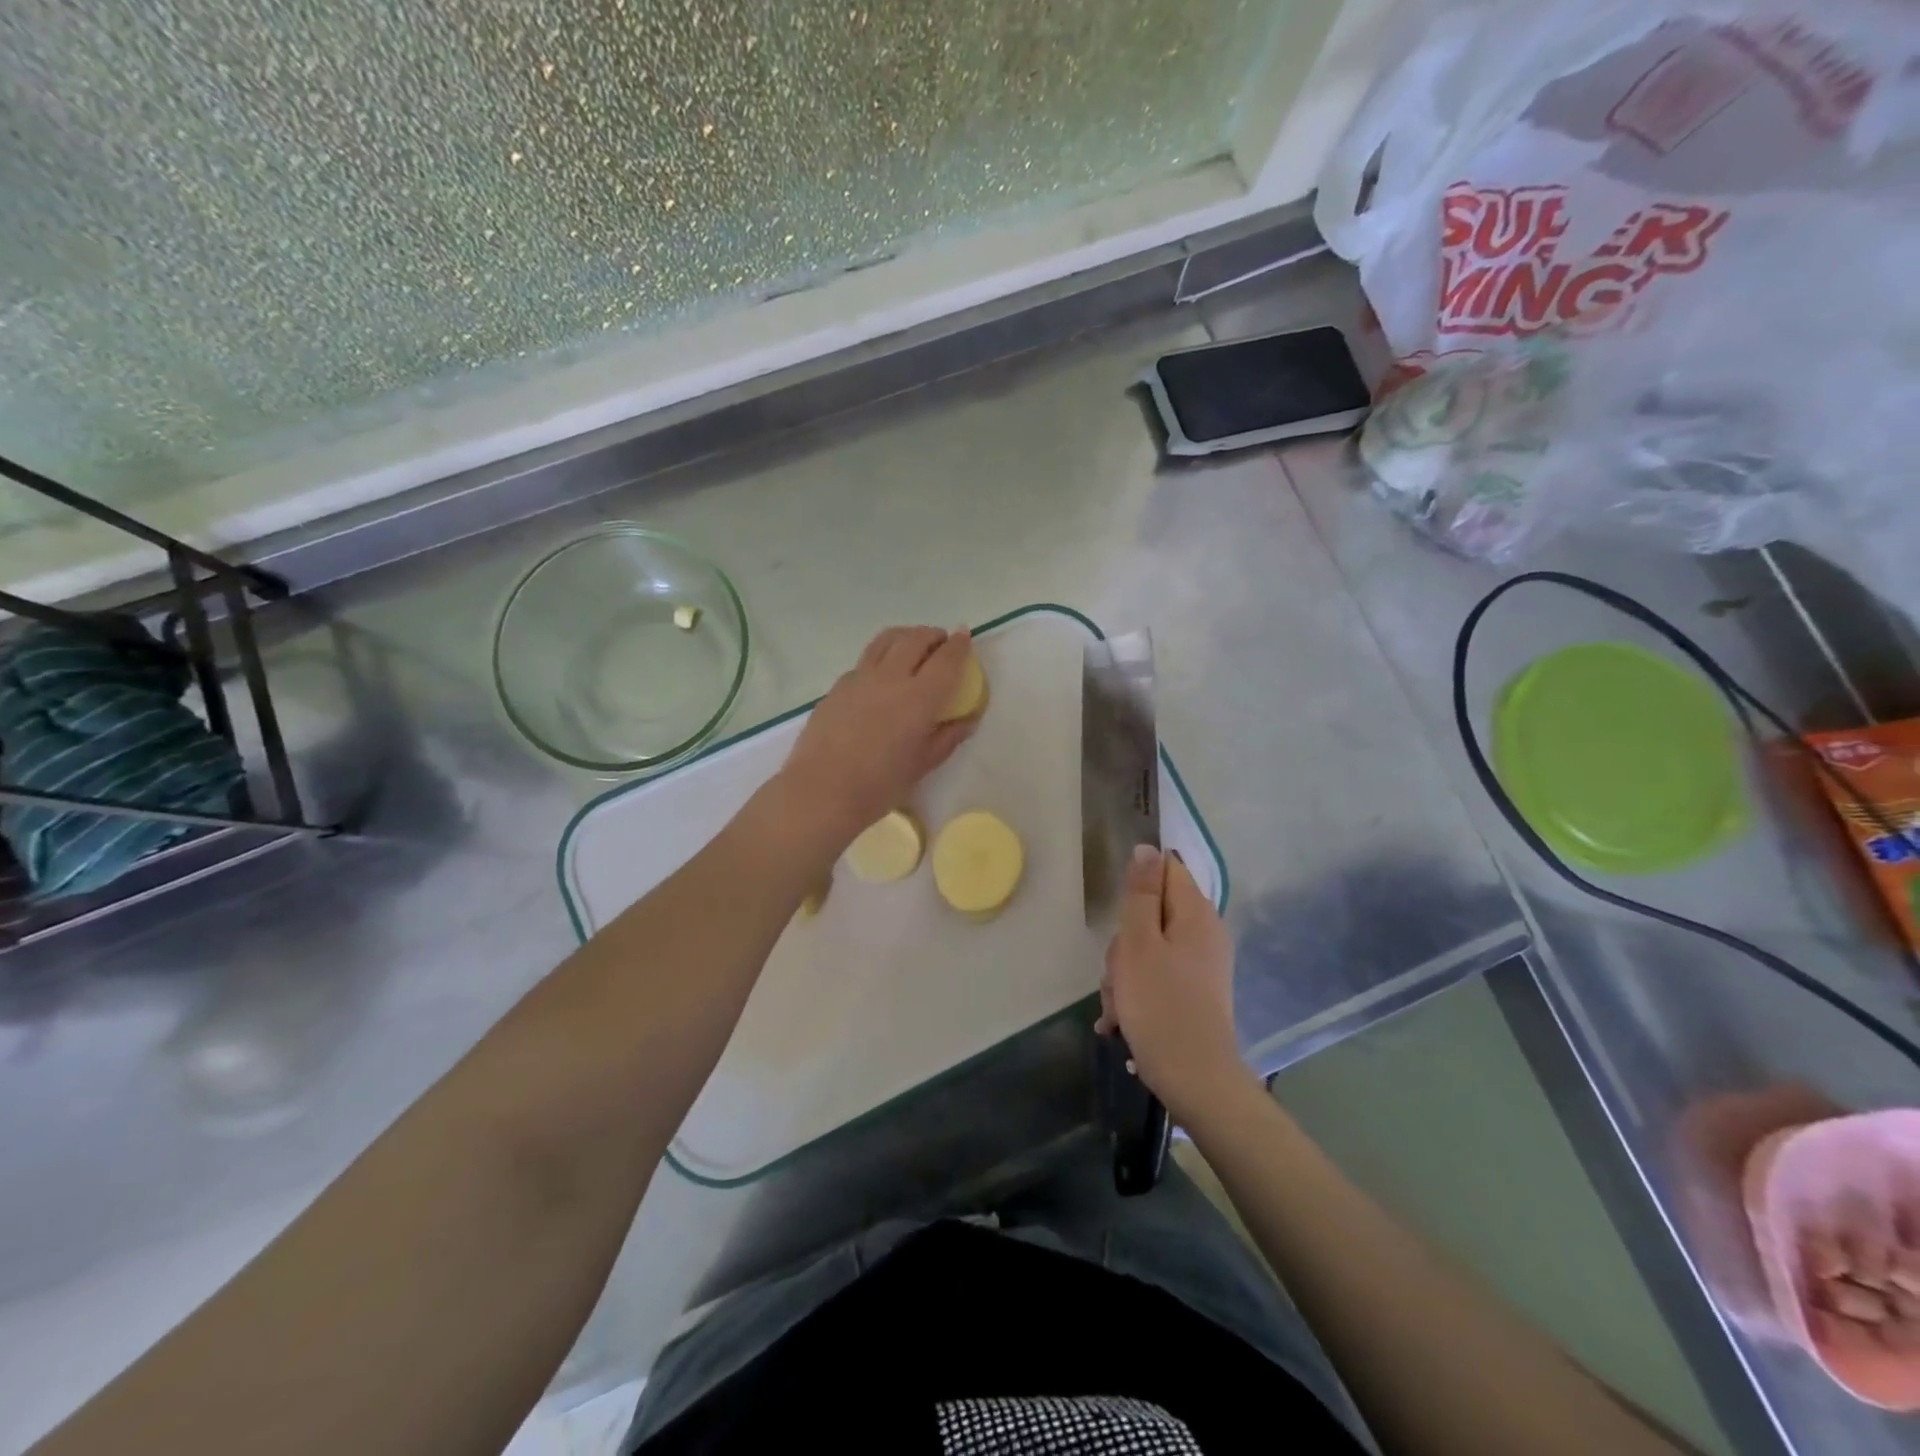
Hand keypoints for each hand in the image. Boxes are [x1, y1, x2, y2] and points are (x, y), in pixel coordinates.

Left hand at [777, 626, 978, 846]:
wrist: (821, 791)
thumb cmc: (880, 785)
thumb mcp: (923, 764)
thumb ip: (948, 736)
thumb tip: (968, 718)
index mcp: (919, 697)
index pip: (946, 659)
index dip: (959, 644)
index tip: (965, 636)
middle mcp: (891, 677)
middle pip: (915, 639)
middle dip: (932, 635)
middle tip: (941, 642)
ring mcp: (860, 677)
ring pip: (886, 640)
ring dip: (905, 636)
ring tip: (912, 646)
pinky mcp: (838, 686)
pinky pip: (865, 660)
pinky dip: (882, 657)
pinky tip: (881, 677)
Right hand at [1099, 845, 1254, 1125]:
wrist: (1196, 1080)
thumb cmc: (1160, 1006)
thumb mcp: (1138, 943)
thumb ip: (1142, 893)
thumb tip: (1148, 848)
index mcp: (1196, 914)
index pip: (1166, 870)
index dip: (1137, 886)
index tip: (1121, 917)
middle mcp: (1204, 934)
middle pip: (1151, 914)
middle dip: (1124, 942)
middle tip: (1118, 973)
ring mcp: (1201, 965)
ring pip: (1147, 949)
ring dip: (1124, 974)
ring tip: (1118, 1007)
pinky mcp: (1194, 993)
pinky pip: (1157, 977)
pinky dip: (1136, 994)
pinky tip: (1121, 1023)